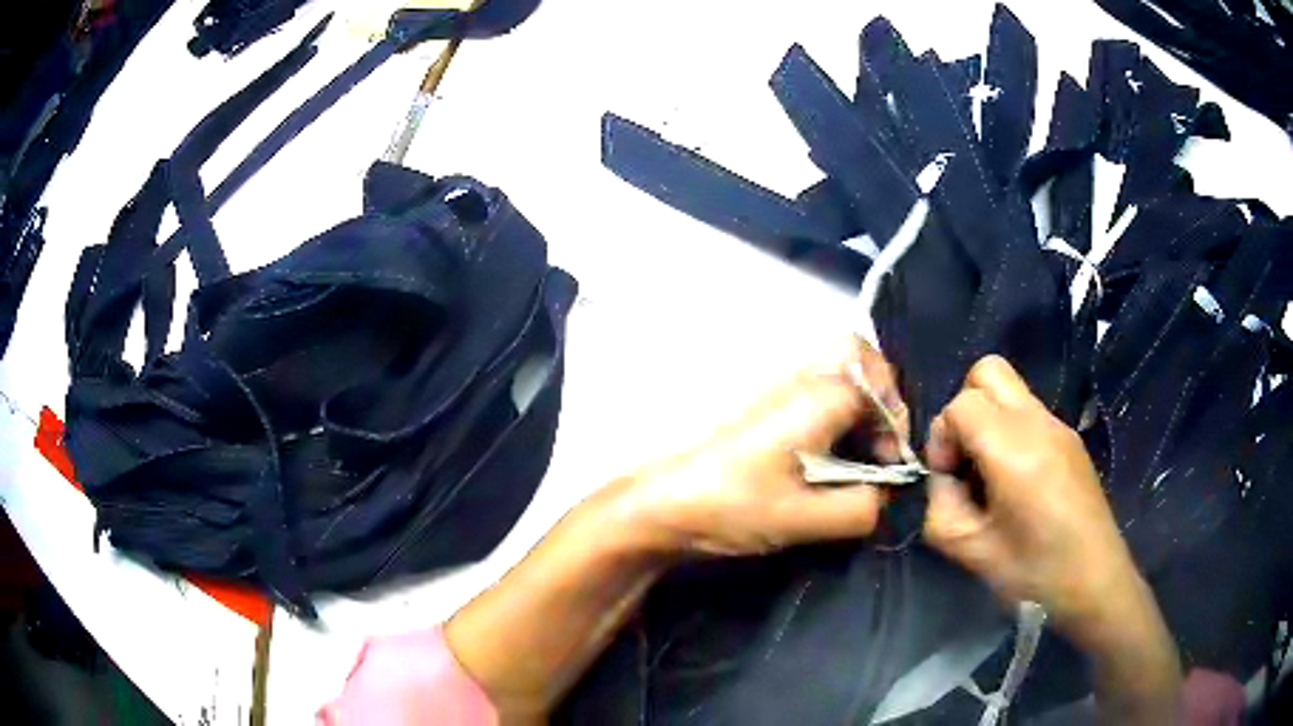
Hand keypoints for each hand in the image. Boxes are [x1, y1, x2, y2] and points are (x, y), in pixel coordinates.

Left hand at [602, 338, 908, 556]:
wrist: (662, 505)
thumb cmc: (734, 506)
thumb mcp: (807, 518)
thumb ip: (863, 507)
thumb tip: (889, 497)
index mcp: (816, 396)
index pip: (878, 380)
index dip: (896, 420)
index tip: (889, 463)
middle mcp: (799, 380)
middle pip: (857, 356)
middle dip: (881, 395)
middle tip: (880, 443)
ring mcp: (777, 390)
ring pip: (836, 373)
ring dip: (859, 407)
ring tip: (859, 456)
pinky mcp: (763, 409)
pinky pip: (816, 394)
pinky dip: (836, 416)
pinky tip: (829, 459)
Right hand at [921, 355, 1146, 638]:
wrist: (1094, 580)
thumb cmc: (1032, 572)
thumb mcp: (968, 550)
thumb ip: (940, 504)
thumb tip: (946, 477)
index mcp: (1014, 449)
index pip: (961, 404)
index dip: (943, 438)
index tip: (951, 478)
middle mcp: (1038, 422)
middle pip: (987, 372)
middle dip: (965, 408)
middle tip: (967, 458)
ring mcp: (1059, 425)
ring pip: (1009, 389)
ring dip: (989, 420)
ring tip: (991, 474)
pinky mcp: (1070, 438)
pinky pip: (1029, 413)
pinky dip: (1010, 432)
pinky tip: (1017, 482)